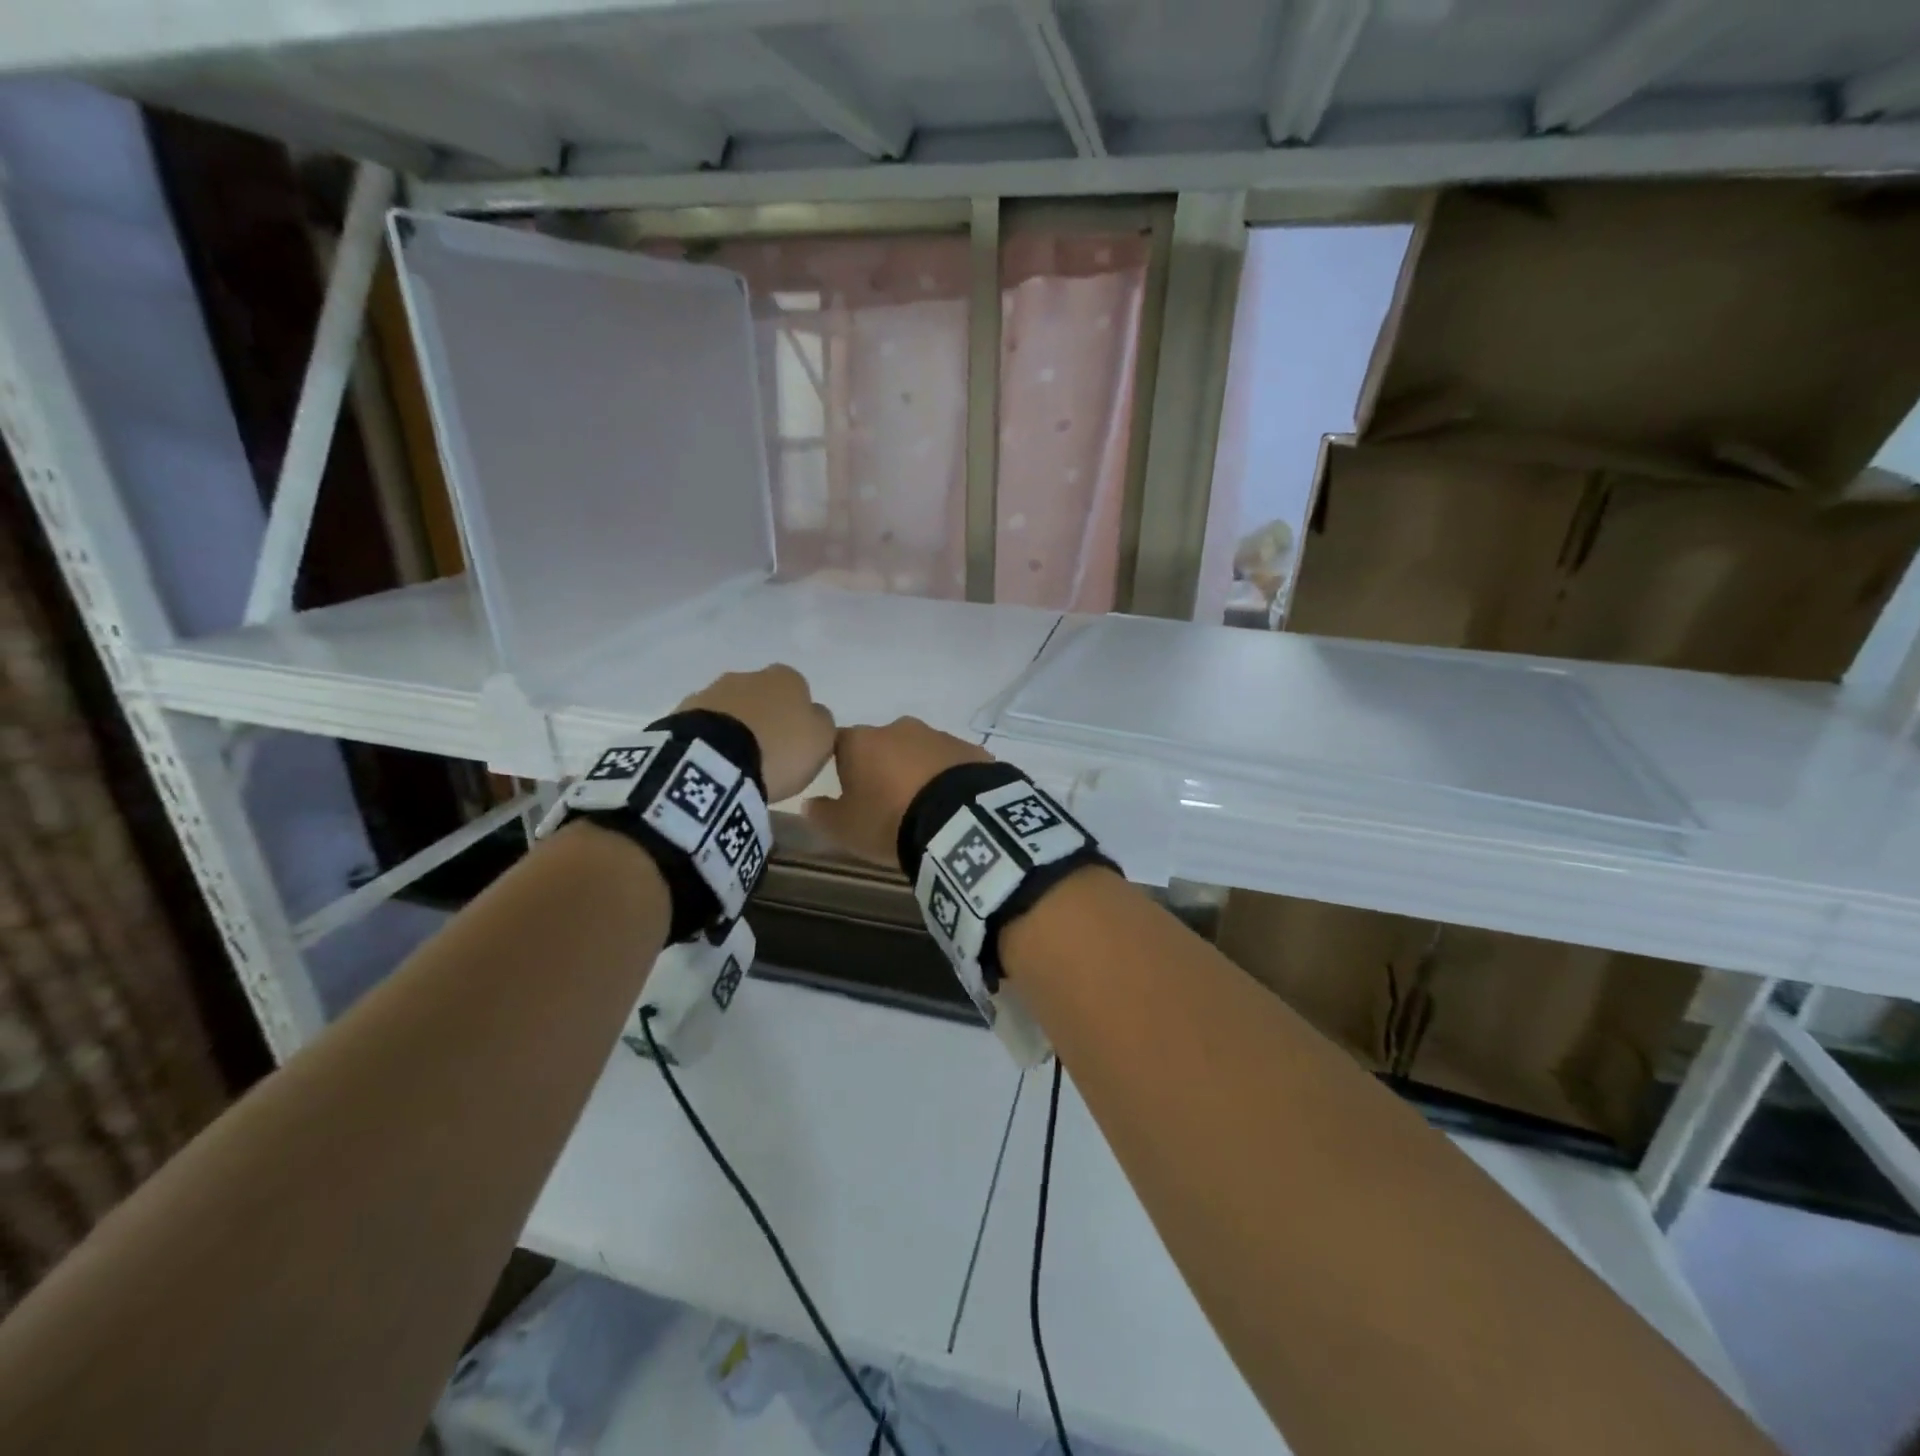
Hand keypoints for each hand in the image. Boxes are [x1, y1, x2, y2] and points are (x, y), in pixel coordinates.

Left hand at [679, 665, 834, 803]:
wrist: (715, 760)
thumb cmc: (779, 749)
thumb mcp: (822, 740)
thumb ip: (822, 722)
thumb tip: (813, 715)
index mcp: (786, 678)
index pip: (798, 689)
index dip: (797, 715)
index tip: (795, 742)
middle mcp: (748, 675)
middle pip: (762, 695)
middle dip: (764, 717)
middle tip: (767, 752)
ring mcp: (712, 691)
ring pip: (731, 708)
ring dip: (736, 727)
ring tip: (738, 763)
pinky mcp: (683, 712)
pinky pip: (706, 725)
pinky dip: (712, 738)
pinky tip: (715, 762)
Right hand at [804, 717, 992, 867]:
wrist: (958, 820)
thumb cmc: (889, 821)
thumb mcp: (845, 829)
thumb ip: (822, 814)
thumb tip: (808, 803)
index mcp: (861, 742)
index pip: (840, 744)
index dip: (842, 768)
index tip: (850, 792)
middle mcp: (898, 728)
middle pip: (882, 746)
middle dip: (883, 768)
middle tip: (888, 803)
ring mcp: (938, 735)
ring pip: (918, 751)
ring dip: (917, 771)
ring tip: (923, 807)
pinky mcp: (969, 749)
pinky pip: (950, 762)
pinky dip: (947, 777)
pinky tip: (951, 804)